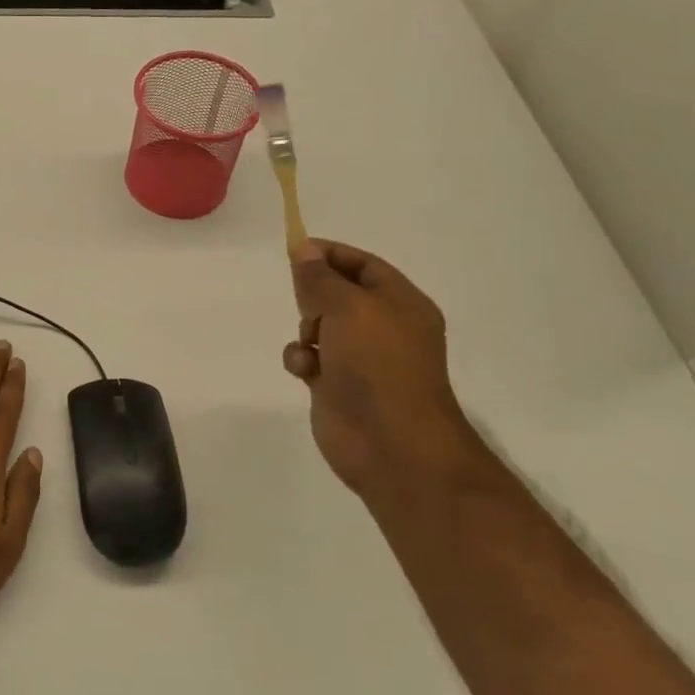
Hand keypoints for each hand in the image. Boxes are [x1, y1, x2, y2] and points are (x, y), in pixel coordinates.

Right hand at [281, 240, 477, 496]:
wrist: (391, 443)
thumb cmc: (376, 364)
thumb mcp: (347, 307)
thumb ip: (320, 277)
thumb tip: (304, 250)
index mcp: (400, 303)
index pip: (363, 264)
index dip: (330, 254)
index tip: (294, 251)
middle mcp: (383, 327)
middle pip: (338, 294)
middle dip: (314, 296)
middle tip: (307, 306)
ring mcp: (361, 358)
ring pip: (319, 326)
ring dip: (305, 330)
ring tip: (310, 345)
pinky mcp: (338, 385)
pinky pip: (309, 358)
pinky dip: (301, 359)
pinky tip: (305, 371)